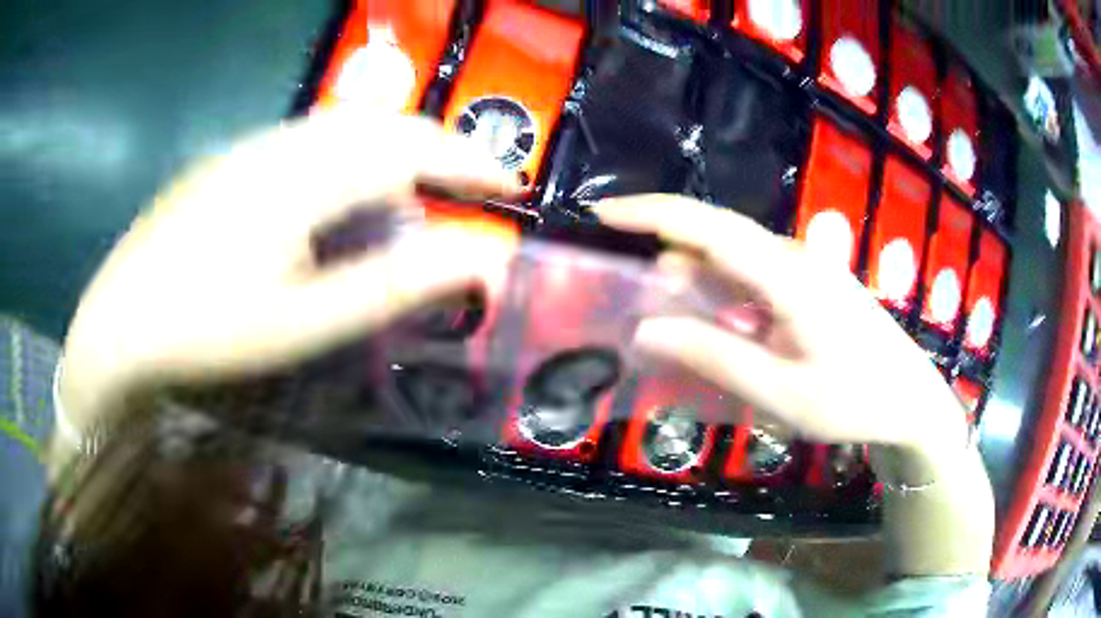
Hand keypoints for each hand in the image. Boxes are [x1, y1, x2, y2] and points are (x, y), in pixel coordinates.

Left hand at [59, 110, 518, 434]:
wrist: (120, 322)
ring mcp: (251, 146)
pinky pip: (309, 140)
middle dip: (438, 149)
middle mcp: (282, 143)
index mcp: (303, 176)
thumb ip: (392, 285)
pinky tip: (342, 196)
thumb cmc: (207, 331)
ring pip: (344, 127)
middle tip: (473, 186)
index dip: (467, 160)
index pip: (410, 146)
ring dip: (393, 151)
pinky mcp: (231, 160)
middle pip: (381, 125)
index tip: (510, 182)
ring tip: (417, 194)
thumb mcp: (304, 323)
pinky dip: (349, 157)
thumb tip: (475, 258)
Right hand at [596, 195, 967, 453]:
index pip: (708, 227)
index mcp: (788, 275)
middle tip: (639, 302)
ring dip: (698, 282)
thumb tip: (647, 328)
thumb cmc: (852, 401)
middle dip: (669, 256)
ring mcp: (806, 268)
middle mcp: (795, 256)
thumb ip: (714, 356)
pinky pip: (755, 277)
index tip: (602, 212)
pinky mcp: (812, 284)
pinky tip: (723, 329)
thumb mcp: (780, 391)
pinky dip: (725, 295)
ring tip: (678, 325)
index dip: (651, 213)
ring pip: (736, 259)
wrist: (911, 401)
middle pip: (718, 236)